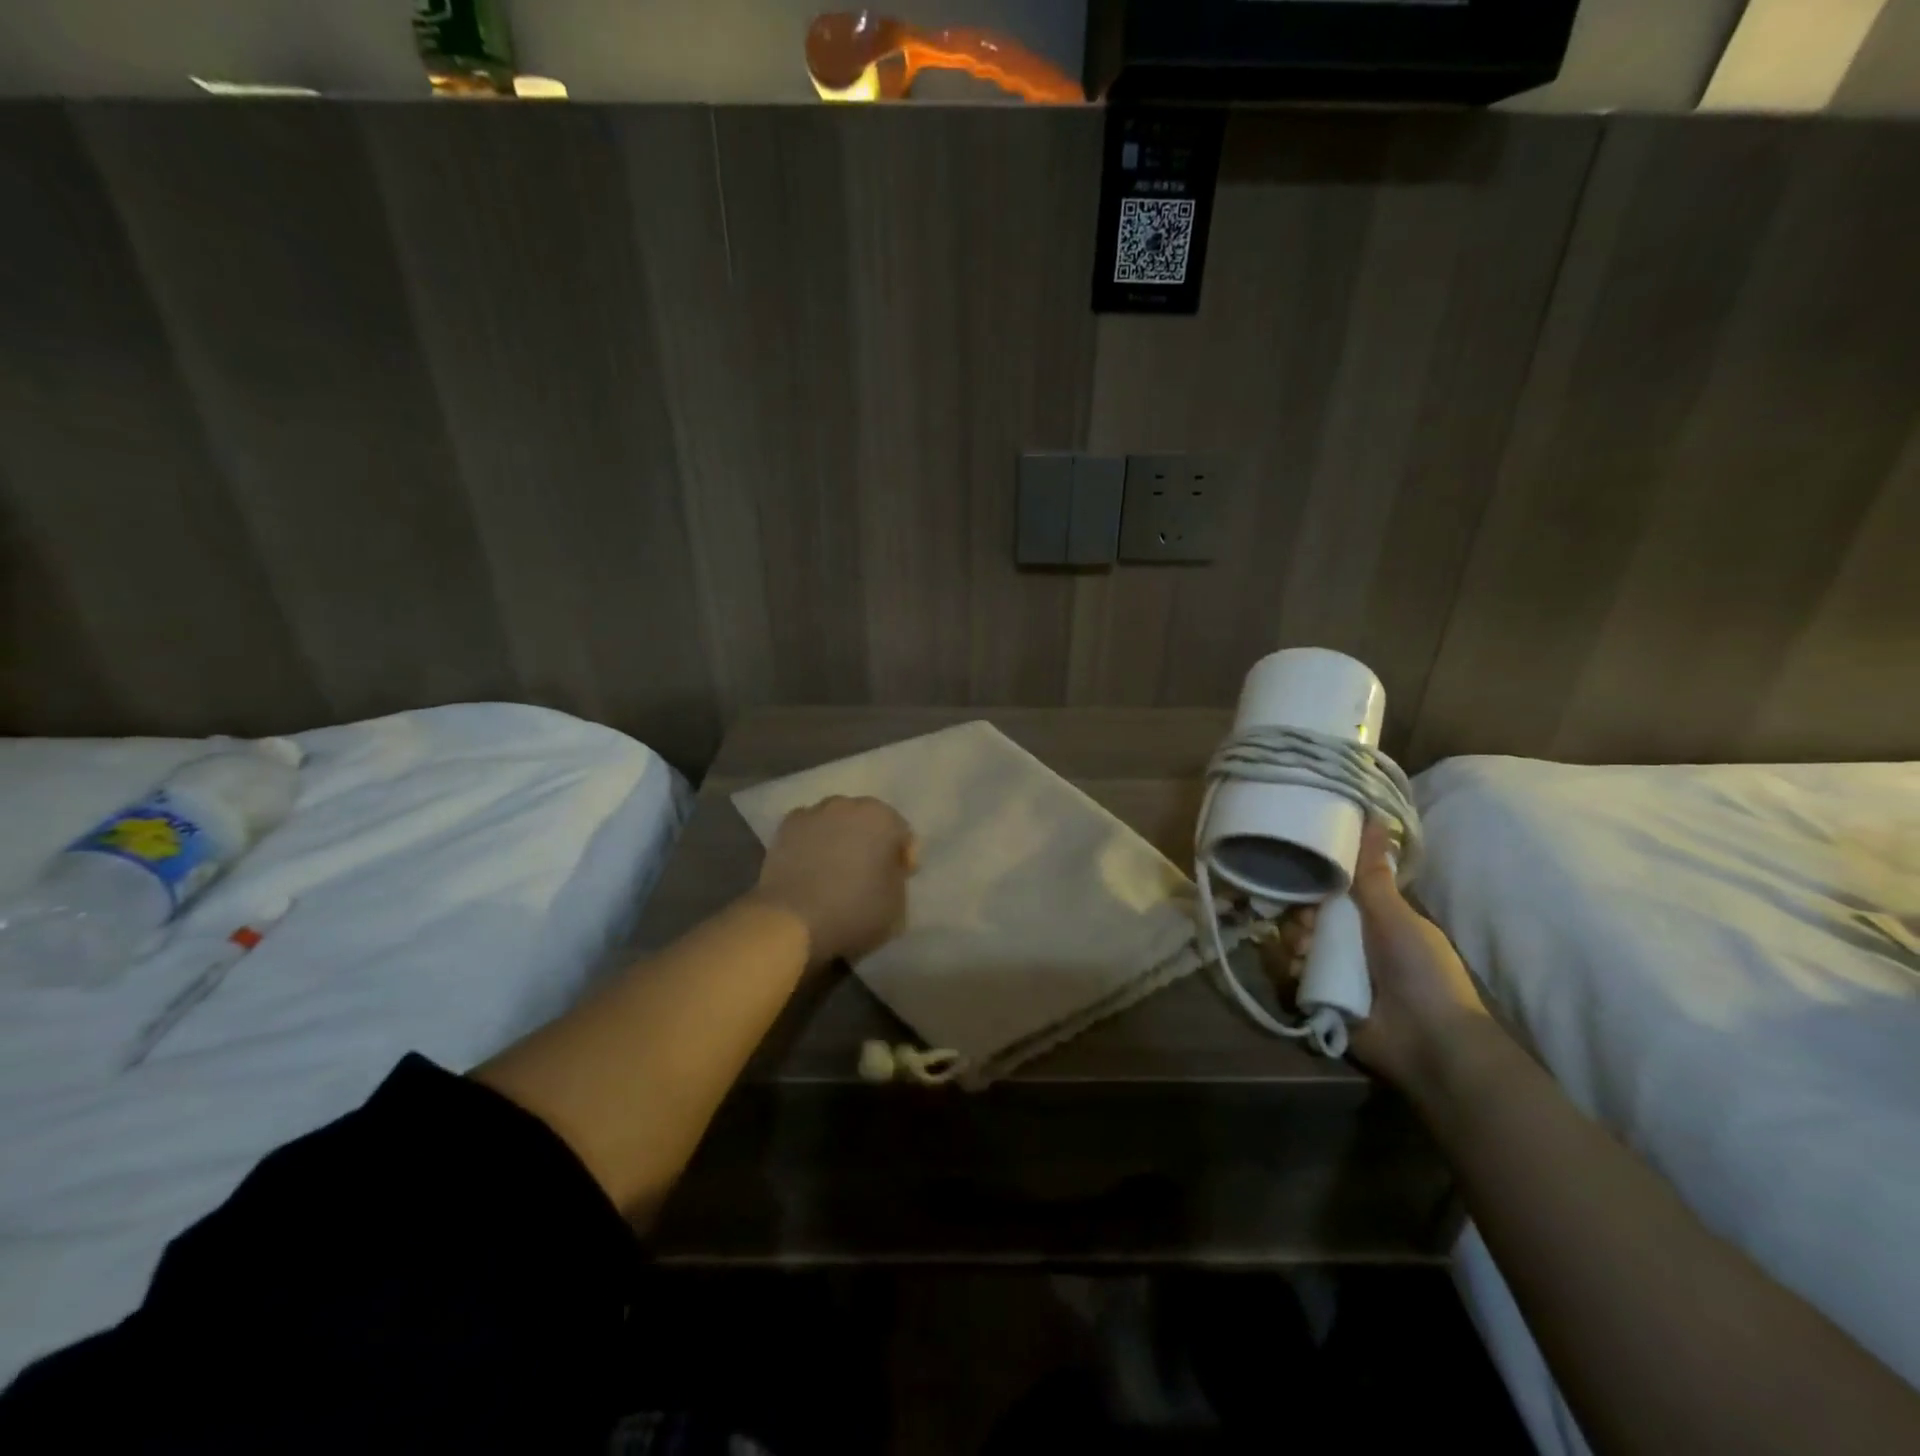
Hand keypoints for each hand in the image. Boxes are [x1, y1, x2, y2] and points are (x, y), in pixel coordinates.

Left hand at [750, 796, 916, 965]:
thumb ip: (898, 877)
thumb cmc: (854, 911)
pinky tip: (810, 866)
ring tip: (836, 869)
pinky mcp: (785, 827)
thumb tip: (888, 869)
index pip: (902, 834)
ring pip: (836, 822)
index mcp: (882, 818)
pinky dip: (813, 842)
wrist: (792, 920)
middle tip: (868, 873)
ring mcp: (813, 813)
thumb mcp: (897, 904)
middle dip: (871, 842)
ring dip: (841, 839)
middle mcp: (848, 804)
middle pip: (868, 822)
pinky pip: (809, 831)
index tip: (898, 881)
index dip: (903, 859)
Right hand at [1262, 818, 1487, 1090]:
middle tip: (1308, 927)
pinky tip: (1297, 973)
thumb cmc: (1421, 970)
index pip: (1327, 894)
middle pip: (1304, 919)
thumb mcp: (1397, 915)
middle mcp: (1348, 945)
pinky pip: (1287, 978)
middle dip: (1298, 919)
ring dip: (1293, 946)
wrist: (1429, 1041)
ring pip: (1291, 947)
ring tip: (1307, 956)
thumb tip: (1374, 815)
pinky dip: (1287, 973)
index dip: (1312, 885)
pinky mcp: (1316, 1001)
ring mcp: (1331, 975)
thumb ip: (1372, 871)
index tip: (1303, 880)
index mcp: (1370, 922)